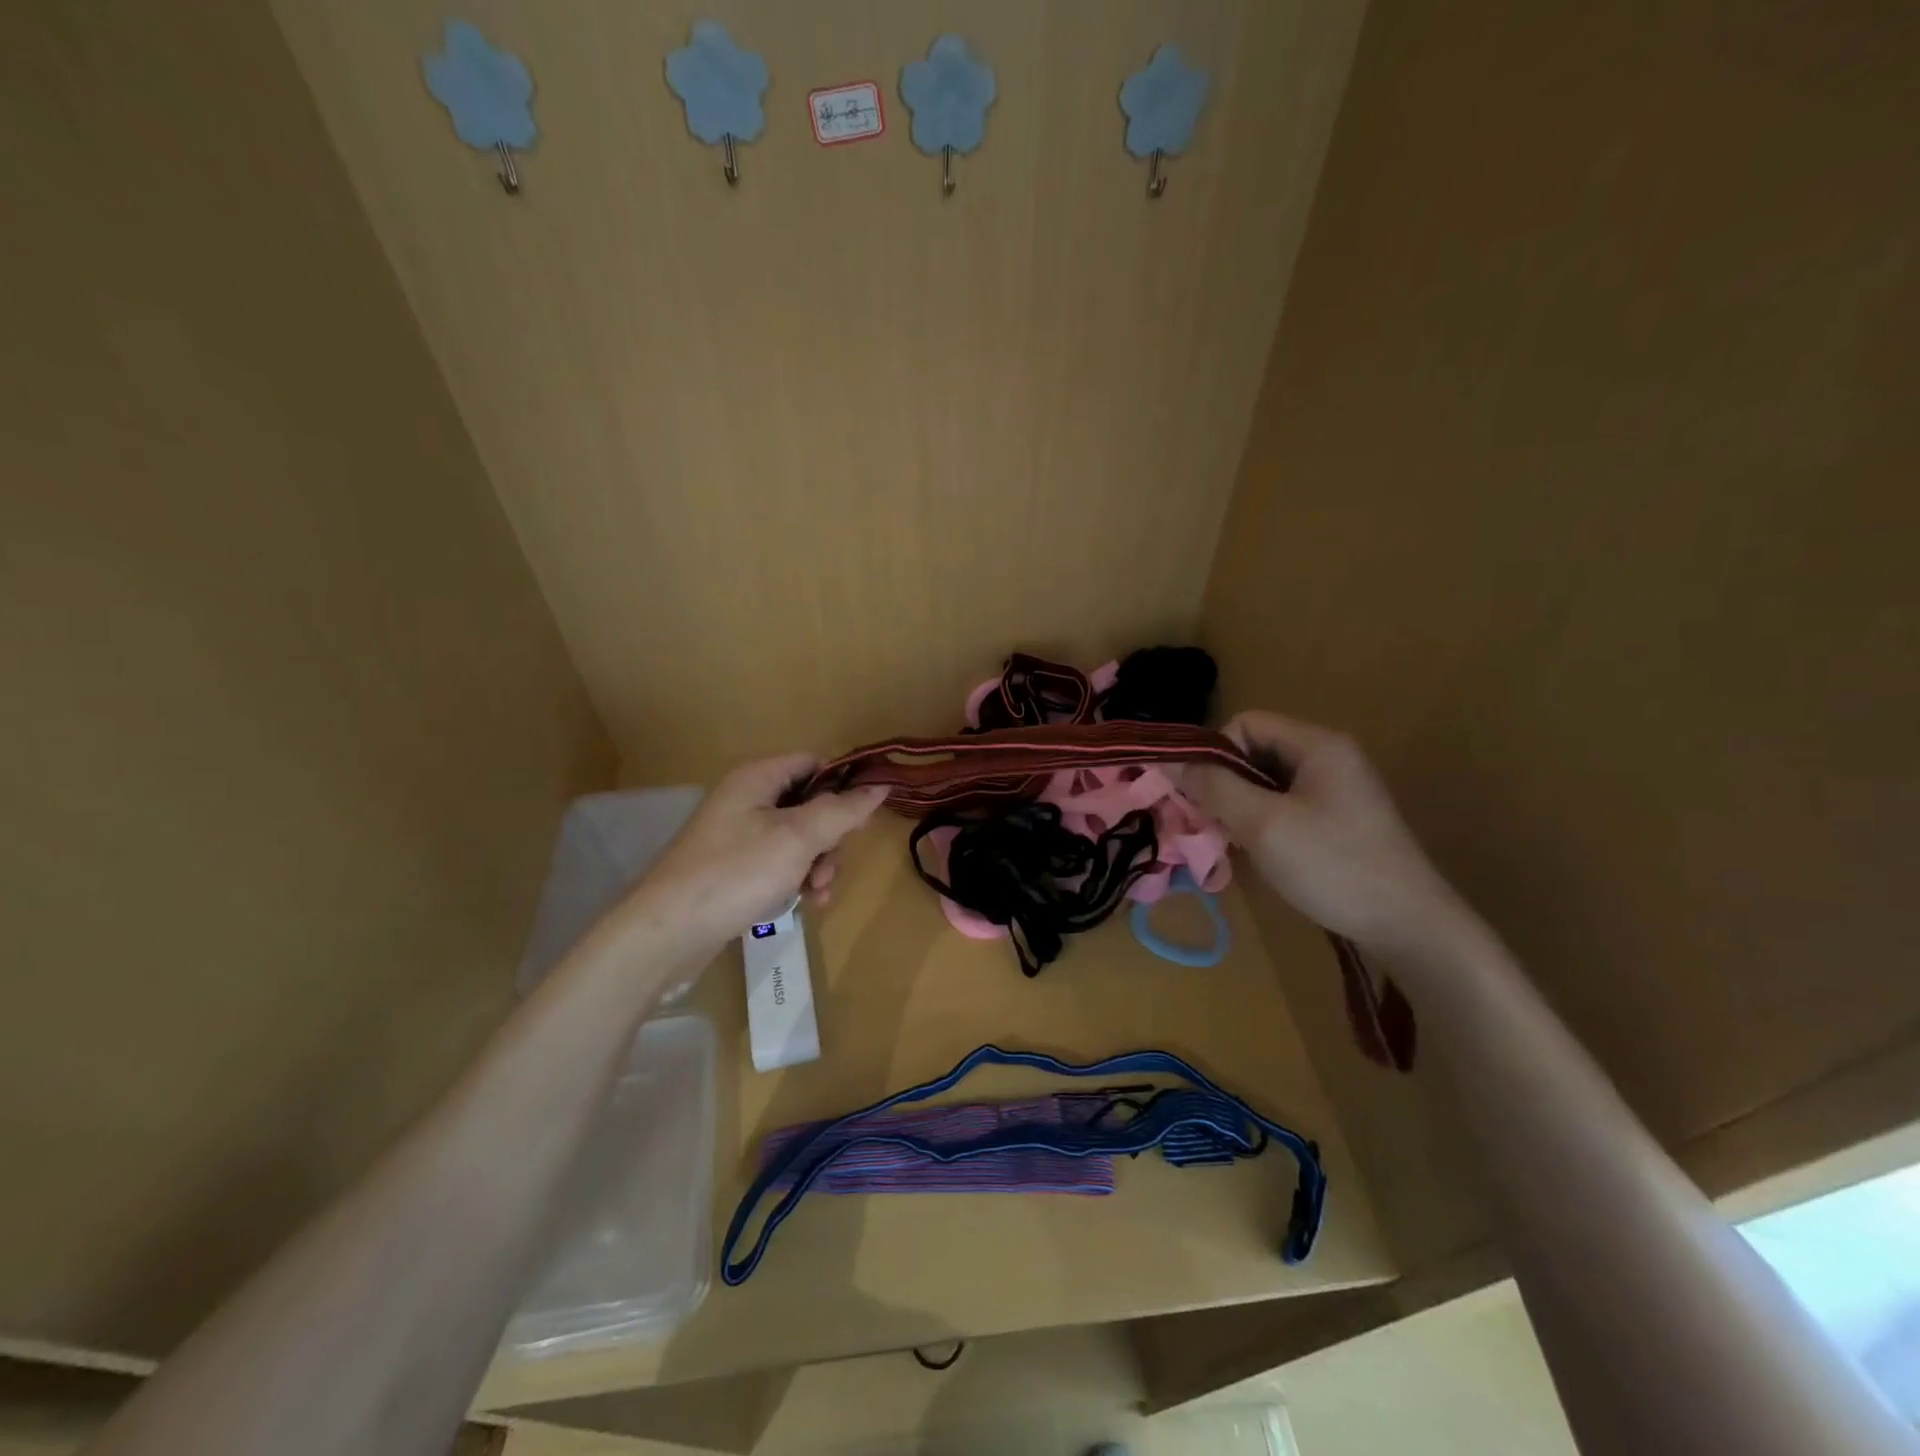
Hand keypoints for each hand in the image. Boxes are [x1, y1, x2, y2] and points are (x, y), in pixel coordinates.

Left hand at [625, 754, 888, 953]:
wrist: (668, 932)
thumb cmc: (735, 874)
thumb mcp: (797, 838)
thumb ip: (841, 811)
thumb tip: (880, 787)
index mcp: (758, 778)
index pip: (813, 763)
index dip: (842, 785)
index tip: (862, 819)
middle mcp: (747, 799)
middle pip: (810, 804)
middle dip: (830, 838)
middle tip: (829, 870)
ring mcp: (738, 835)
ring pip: (799, 838)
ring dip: (817, 864)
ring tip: (817, 895)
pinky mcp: (734, 867)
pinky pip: (779, 862)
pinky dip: (796, 878)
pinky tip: (802, 903)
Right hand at [1188, 711, 1460, 949]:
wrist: (1409, 927)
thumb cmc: (1333, 866)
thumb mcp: (1263, 824)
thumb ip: (1214, 788)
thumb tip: (1169, 762)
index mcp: (1317, 744)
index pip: (1245, 724)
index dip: (1216, 754)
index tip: (1205, 798)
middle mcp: (1328, 757)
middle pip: (1254, 752)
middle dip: (1224, 785)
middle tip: (1213, 826)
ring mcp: (1335, 791)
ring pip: (1265, 783)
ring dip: (1240, 808)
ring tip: (1234, 844)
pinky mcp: (1337, 821)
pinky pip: (1284, 806)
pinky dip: (1261, 824)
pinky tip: (1259, 855)